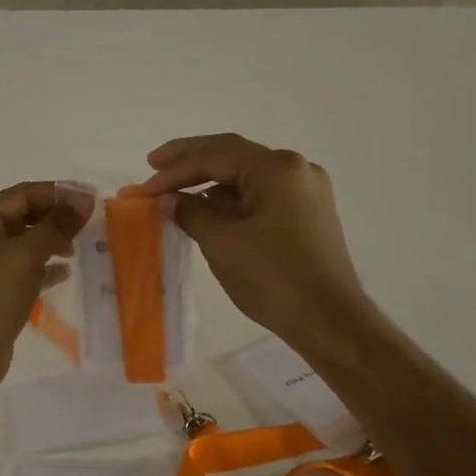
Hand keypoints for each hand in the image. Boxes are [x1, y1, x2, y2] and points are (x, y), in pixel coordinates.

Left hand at [0, 181, 90, 397]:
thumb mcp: (23, 255)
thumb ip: (55, 225)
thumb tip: (84, 198)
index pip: (22, 194)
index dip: (58, 193)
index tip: (93, 200)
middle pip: (23, 217)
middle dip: (56, 218)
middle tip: (92, 224)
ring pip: (25, 244)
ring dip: (52, 242)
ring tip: (81, 248)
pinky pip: (24, 271)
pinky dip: (44, 268)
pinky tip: (66, 273)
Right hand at [138, 134, 371, 352]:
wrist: (329, 321)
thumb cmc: (272, 277)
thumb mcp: (221, 243)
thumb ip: (190, 212)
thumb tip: (169, 199)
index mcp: (276, 168)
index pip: (215, 155)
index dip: (175, 168)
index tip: (145, 185)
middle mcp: (296, 169)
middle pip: (233, 156)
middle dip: (191, 163)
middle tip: (155, 165)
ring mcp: (307, 191)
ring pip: (248, 176)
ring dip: (211, 184)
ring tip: (177, 195)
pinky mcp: (309, 214)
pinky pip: (262, 195)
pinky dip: (233, 200)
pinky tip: (211, 212)